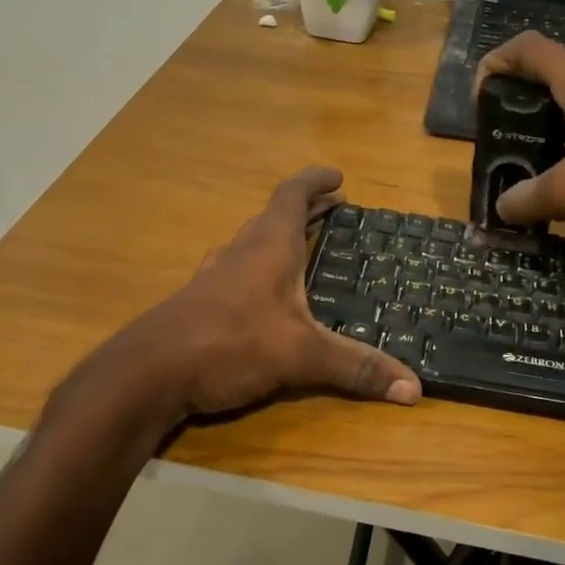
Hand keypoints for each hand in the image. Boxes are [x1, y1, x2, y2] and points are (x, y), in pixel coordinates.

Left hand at [108, 167, 421, 417]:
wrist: (148, 373)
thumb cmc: (229, 343)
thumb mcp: (301, 355)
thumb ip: (356, 368)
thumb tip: (415, 388)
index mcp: (268, 246)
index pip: (292, 195)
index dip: (315, 181)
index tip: (338, 177)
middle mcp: (241, 251)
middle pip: (275, 217)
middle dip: (307, 211)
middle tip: (335, 209)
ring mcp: (216, 277)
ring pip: (253, 244)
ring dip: (281, 239)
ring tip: (305, 249)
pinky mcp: (201, 303)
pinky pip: (239, 272)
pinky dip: (261, 270)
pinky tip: (266, 297)